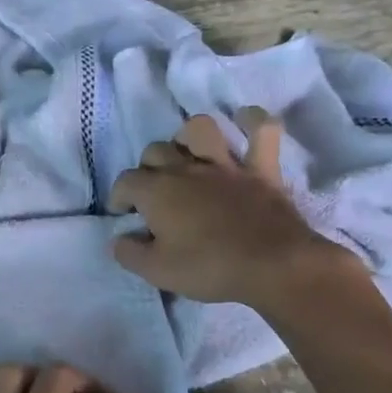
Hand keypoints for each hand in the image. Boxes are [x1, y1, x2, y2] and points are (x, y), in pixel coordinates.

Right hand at [109, 108, 363, 307]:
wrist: (272, 266)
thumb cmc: (209, 268)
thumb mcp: (156, 272)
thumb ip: (129, 253)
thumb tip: (119, 239)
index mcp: (157, 191)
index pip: (125, 181)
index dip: (119, 196)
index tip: (124, 214)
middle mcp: (187, 168)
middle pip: (156, 151)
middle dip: (147, 168)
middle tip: (153, 194)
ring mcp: (226, 165)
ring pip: (200, 128)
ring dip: (188, 137)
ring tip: (187, 156)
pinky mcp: (262, 169)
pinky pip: (262, 131)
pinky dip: (254, 121)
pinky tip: (244, 120)